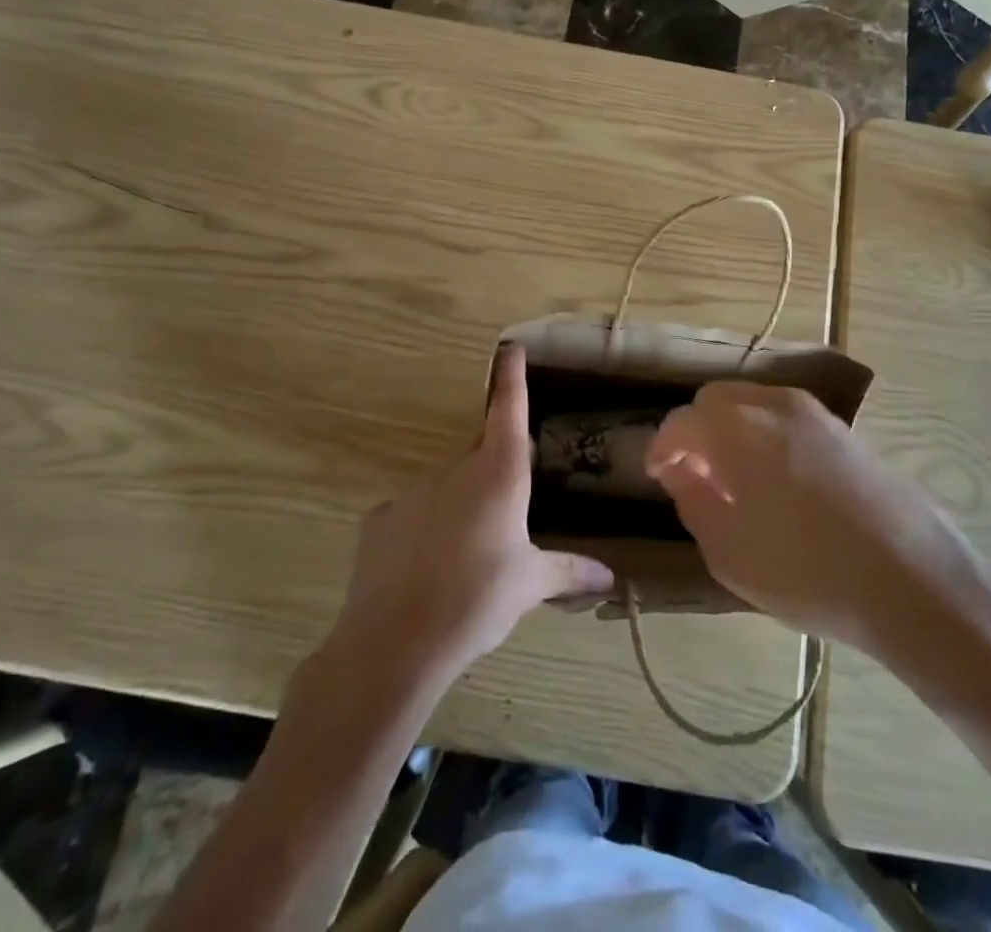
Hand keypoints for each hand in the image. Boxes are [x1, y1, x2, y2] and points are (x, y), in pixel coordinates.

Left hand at [332, 345, 614, 685]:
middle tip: (505, 512)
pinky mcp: (380, 518)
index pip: (509, 409)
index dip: (512, 376)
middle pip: (480, 453)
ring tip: (466, 555)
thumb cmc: (478, 600)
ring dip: (460, 504)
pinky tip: (425, 568)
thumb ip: (568, 571)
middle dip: (494, 471)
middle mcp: (456, 469)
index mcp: (499, 474)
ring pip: (447, 484)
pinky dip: (424, 529)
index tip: (511, 348)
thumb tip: (610, 578)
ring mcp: (413, 490)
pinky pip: (412, 513)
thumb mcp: (529, 585)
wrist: (395, 642)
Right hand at [645, 383, 990, 664]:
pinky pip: (785, 419)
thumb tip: (683, 473)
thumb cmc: (808, 571)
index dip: (661, 448)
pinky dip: (764, 436)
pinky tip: (776, 482)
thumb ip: (694, 503)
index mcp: (737, 428)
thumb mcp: (729, 553)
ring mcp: (814, 413)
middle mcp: (773, 404)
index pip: (681, 422)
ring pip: (752, 404)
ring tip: (734, 482)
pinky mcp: (844, 430)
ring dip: (730, 431)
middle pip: (716, 401)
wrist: (913, 579)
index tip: (656, 475)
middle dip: (695, 433)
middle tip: (693, 477)